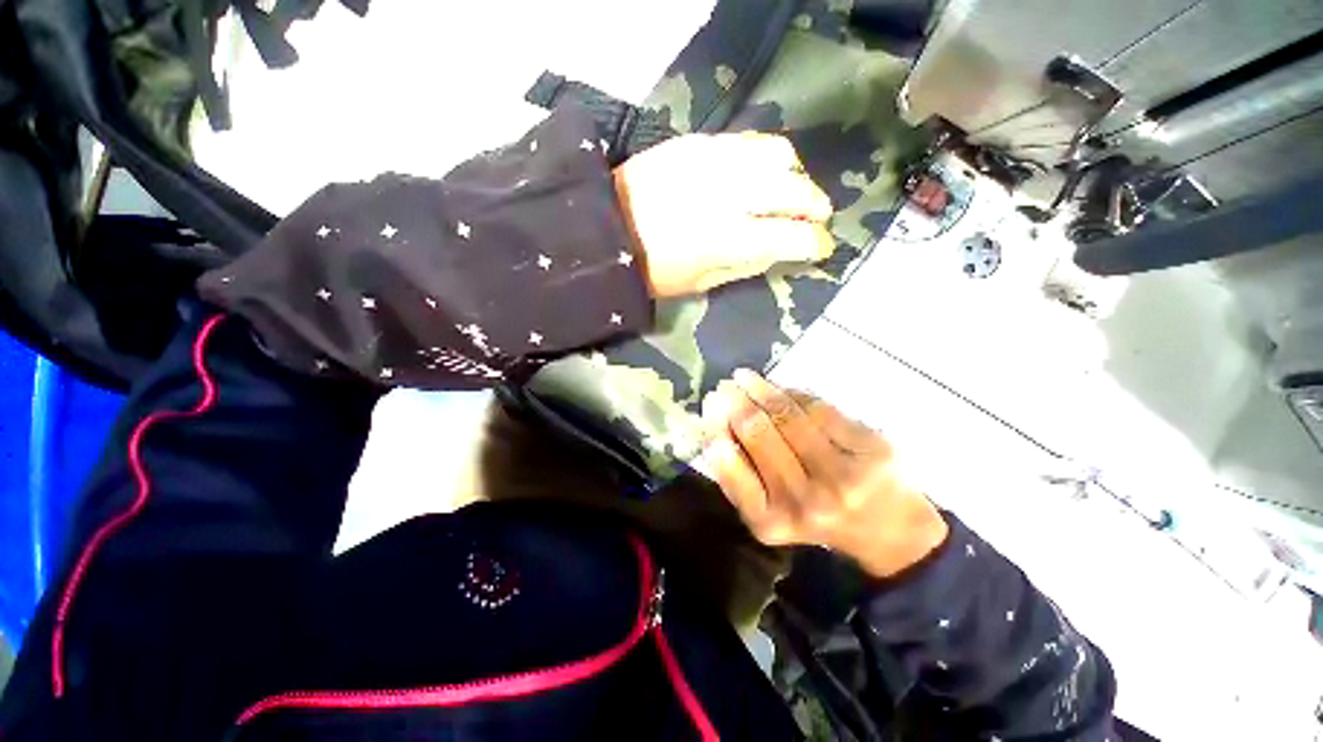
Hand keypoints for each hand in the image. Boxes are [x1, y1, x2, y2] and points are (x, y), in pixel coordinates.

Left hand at [613, 133, 834, 297]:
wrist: (606, 229)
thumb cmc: (651, 269)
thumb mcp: (701, 283)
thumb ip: (746, 265)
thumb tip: (781, 251)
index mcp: (727, 240)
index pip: (792, 236)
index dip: (815, 243)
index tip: (821, 248)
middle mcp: (729, 196)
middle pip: (794, 191)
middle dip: (815, 206)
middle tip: (816, 218)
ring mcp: (714, 162)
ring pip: (779, 155)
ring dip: (797, 176)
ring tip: (793, 192)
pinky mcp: (698, 142)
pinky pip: (751, 141)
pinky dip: (769, 157)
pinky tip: (765, 173)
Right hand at [700, 370, 948, 577]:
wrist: (892, 533)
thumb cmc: (817, 519)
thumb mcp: (769, 514)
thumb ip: (739, 479)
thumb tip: (714, 429)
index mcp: (772, 520)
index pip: (731, 468)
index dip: (716, 429)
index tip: (709, 406)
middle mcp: (805, 500)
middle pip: (760, 433)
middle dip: (736, 401)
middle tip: (724, 385)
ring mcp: (843, 474)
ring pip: (789, 416)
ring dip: (761, 389)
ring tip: (744, 377)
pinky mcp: (873, 449)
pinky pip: (820, 409)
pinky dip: (795, 394)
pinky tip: (780, 388)